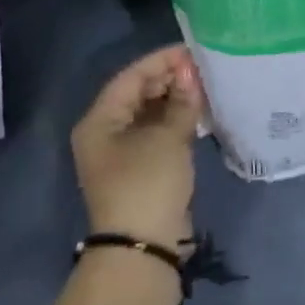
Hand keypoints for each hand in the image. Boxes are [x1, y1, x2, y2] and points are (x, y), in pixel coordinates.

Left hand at [71, 45, 202, 254]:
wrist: (142, 252)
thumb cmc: (147, 184)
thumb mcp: (168, 137)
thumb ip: (182, 100)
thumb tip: (191, 73)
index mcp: (100, 120)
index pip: (132, 76)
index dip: (162, 60)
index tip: (192, 51)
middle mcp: (106, 132)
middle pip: (139, 93)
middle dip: (170, 79)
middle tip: (202, 69)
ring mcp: (122, 152)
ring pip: (150, 112)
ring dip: (175, 99)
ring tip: (204, 87)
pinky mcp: (140, 169)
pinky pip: (156, 132)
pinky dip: (175, 120)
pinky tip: (198, 112)